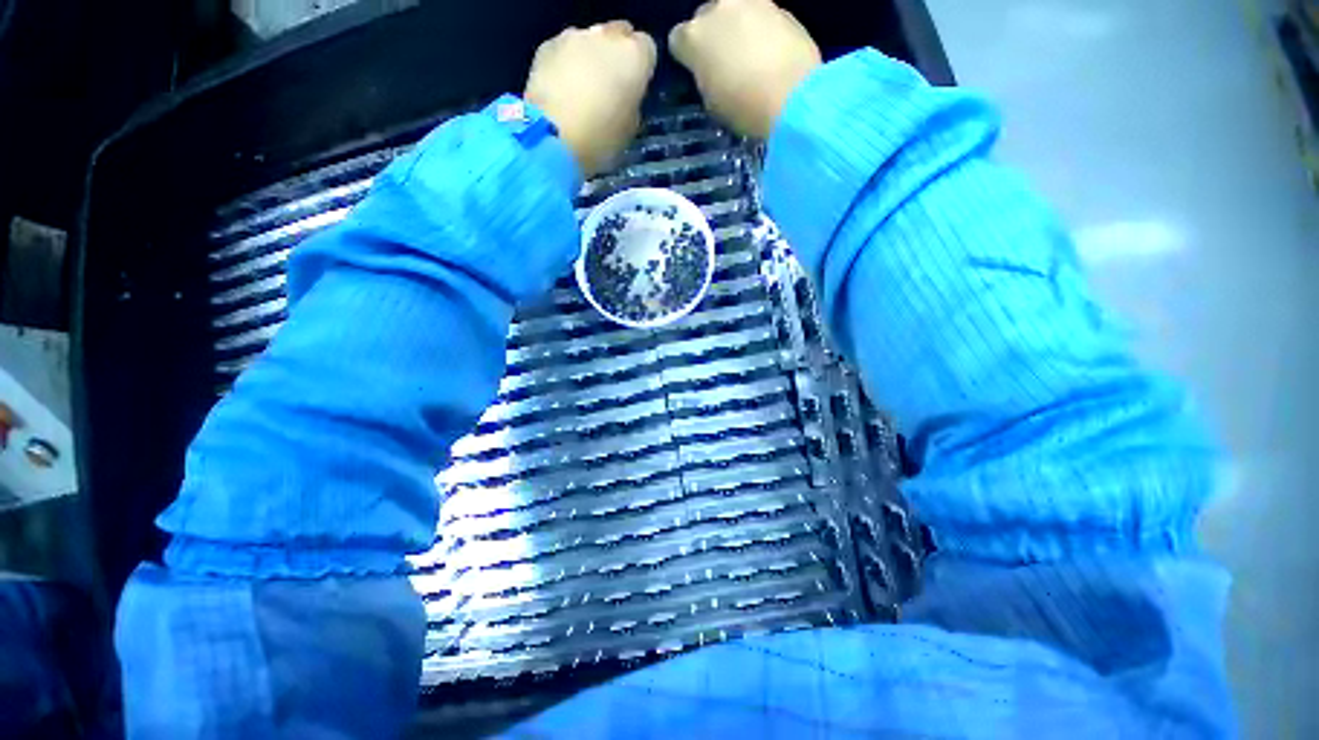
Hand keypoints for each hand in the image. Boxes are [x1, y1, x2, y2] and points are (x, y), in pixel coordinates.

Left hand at [525, 21, 656, 175]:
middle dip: (615, 57)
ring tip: (581, 91)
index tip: (633, 88)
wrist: (552, 138)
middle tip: (608, 87)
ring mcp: (574, 36)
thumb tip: (624, 95)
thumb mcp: (629, 128)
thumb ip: (631, 102)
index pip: (647, 48)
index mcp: (634, 57)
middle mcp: (607, 36)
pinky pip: (564, 50)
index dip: (640, 69)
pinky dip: (565, 64)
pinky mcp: (547, 45)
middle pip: (617, 36)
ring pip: (589, 41)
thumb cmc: (600, 139)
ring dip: (589, 59)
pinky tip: (561, 90)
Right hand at [670, 0, 820, 138]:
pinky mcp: (782, 8)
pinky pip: (763, 19)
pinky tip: (772, 57)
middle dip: (713, 36)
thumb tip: (712, 70)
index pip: (678, 40)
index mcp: (695, 35)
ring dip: (739, 31)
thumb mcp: (711, 102)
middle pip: (707, 17)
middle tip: (725, 64)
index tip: (697, 72)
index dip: (687, 57)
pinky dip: (763, 34)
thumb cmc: (744, 106)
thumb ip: (706, 77)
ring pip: (737, 13)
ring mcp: (753, 2)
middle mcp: (719, 7)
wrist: (794, 96)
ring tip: (751, 59)